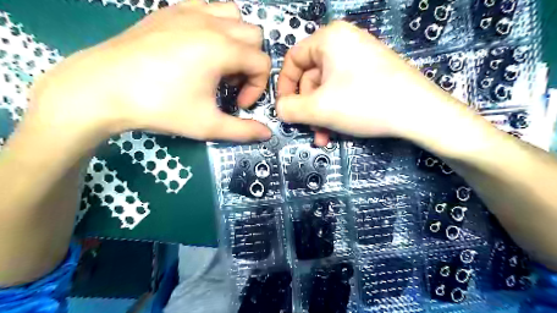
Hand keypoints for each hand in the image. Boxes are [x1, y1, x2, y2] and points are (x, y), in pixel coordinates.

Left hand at [29, 0, 271, 140]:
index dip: (258, 87)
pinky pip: (208, 7)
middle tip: (230, 85)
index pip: (262, 63)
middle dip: (250, 63)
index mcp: (222, 49)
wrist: (102, 89)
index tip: (240, 104)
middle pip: (254, 36)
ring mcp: (189, 11)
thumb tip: (267, 134)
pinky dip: (215, 25)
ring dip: (237, 41)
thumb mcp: (207, 125)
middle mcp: (211, 23)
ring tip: (219, 63)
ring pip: (233, 15)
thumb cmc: (160, 107)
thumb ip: (243, 131)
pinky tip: (200, 47)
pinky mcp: (170, 10)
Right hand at [277, 21, 470, 148]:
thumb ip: (290, 109)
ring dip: (321, 115)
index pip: (293, 60)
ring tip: (324, 136)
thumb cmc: (364, 103)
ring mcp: (359, 58)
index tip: (284, 110)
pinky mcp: (371, 74)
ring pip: (326, 89)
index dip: (284, 87)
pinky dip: (335, 111)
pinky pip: (342, 91)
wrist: (419, 113)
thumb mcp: (319, 108)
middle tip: (310, 129)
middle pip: (310, 78)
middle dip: (308, 109)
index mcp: (329, 39)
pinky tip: (337, 130)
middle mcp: (343, 43)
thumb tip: (279, 109)